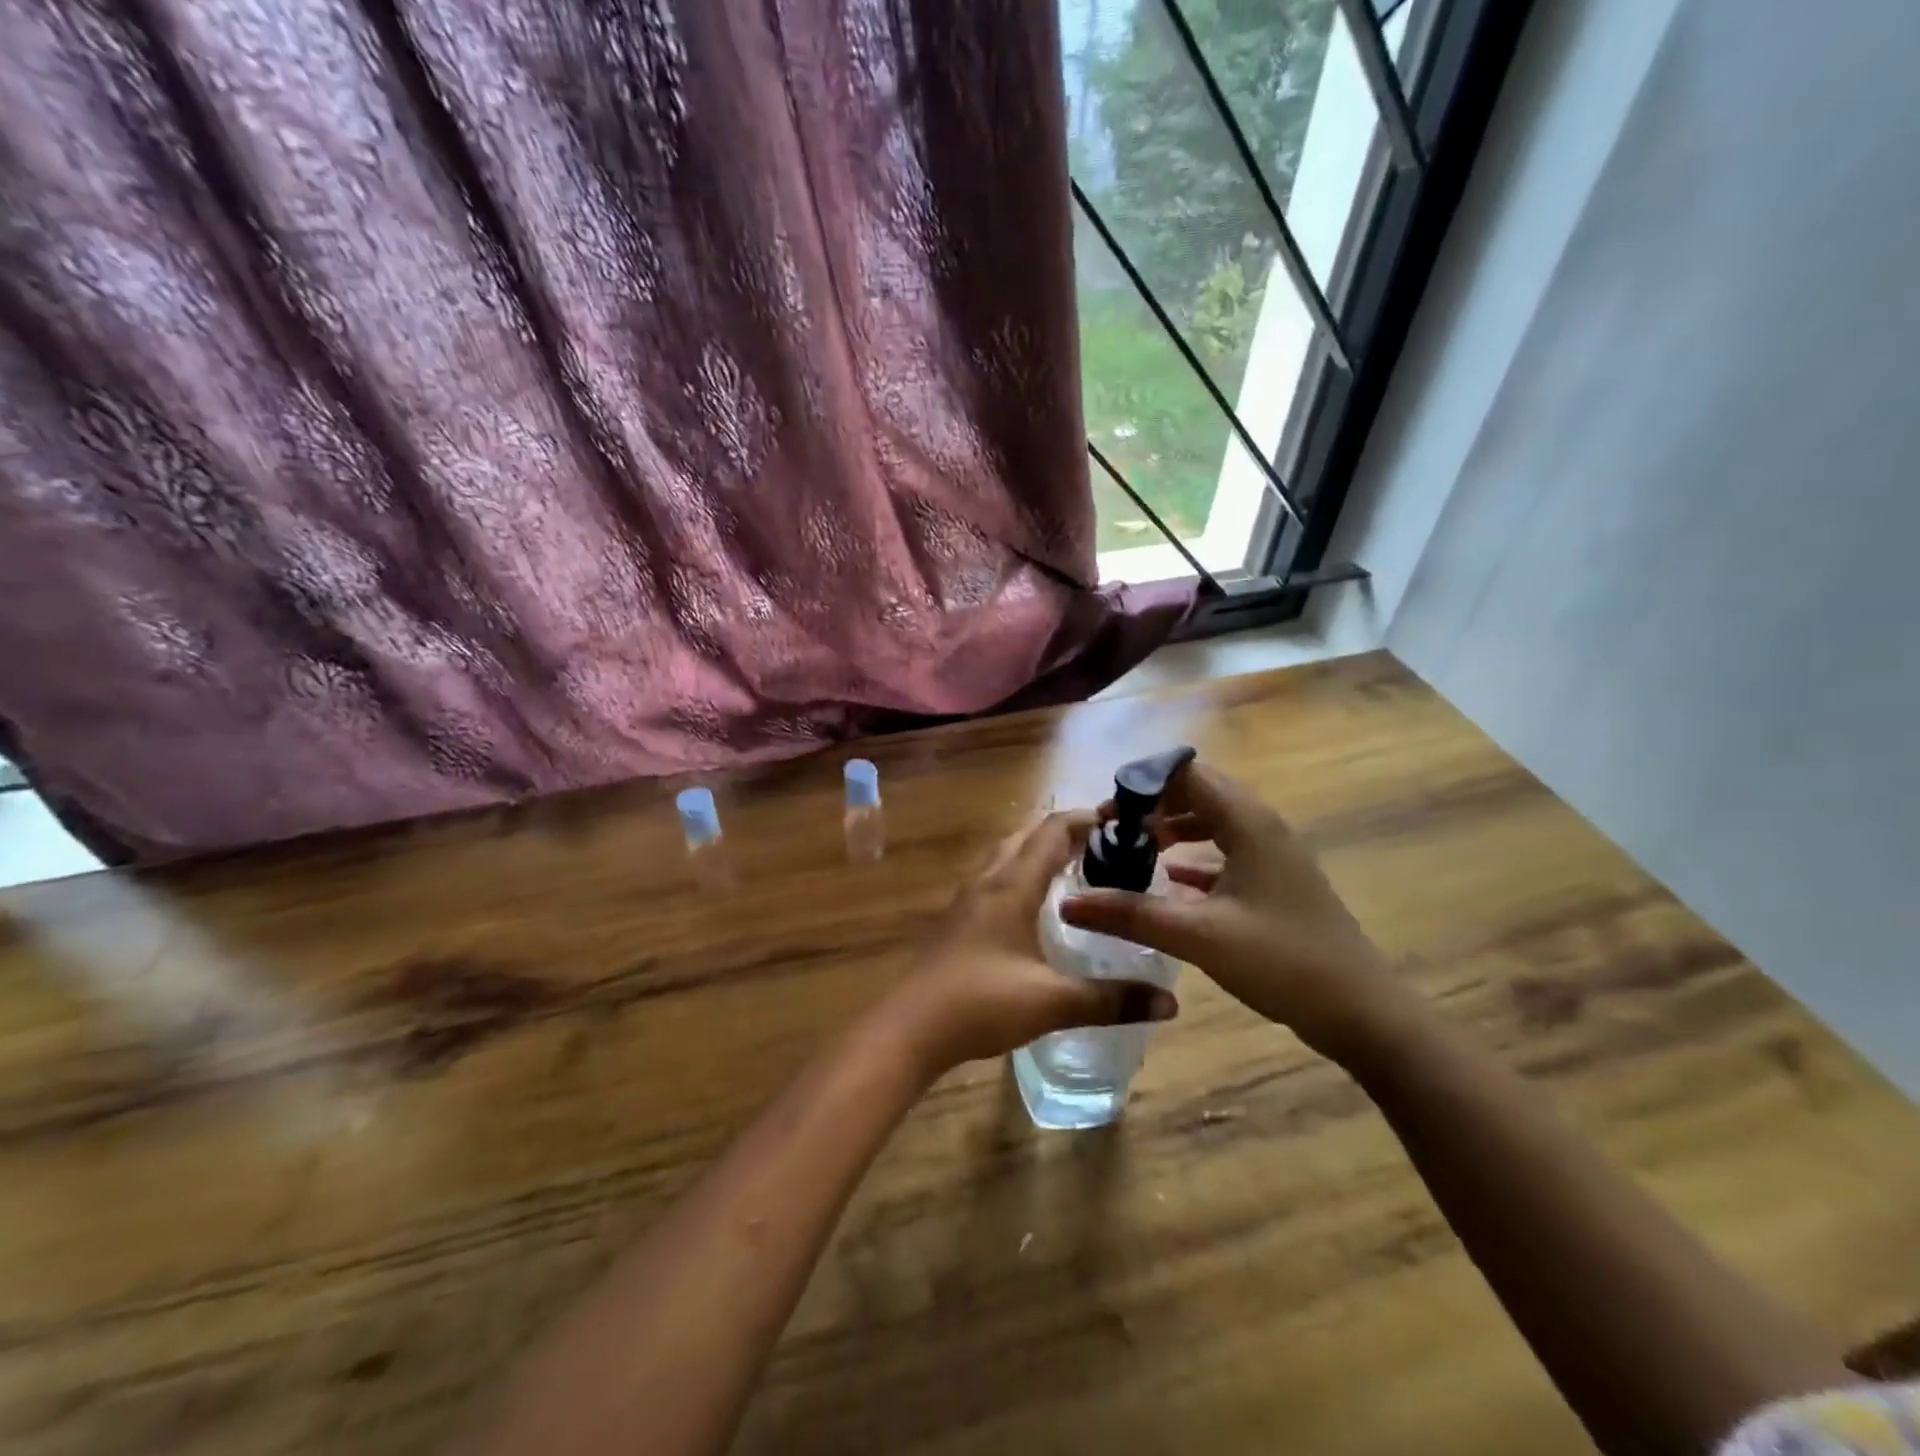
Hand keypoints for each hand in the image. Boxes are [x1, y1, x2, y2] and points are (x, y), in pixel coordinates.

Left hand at [880, 811, 1177, 1079]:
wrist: (909, 1028)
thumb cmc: (981, 1003)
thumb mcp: (1052, 1003)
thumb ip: (1111, 1000)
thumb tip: (1170, 1003)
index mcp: (1012, 885)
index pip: (1052, 831)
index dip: (1086, 819)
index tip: (1121, 820)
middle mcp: (987, 880)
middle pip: (1027, 836)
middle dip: (1065, 833)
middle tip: (1105, 846)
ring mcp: (966, 899)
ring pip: (1006, 855)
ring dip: (1038, 851)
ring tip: (1074, 869)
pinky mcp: (956, 919)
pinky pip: (994, 878)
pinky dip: (1020, 874)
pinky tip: (1034, 907)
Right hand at [1059, 761, 1413, 1062]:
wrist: (1362, 1012)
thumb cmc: (1282, 962)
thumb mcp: (1198, 936)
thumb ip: (1131, 913)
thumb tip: (1069, 902)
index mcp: (1247, 823)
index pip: (1187, 774)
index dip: (1142, 784)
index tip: (1106, 812)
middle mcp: (1262, 826)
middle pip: (1199, 792)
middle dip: (1153, 804)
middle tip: (1113, 829)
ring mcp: (1273, 855)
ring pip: (1213, 821)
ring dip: (1173, 828)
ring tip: (1134, 848)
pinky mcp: (1276, 882)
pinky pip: (1226, 851)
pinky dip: (1195, 856)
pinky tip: (1169, 878)